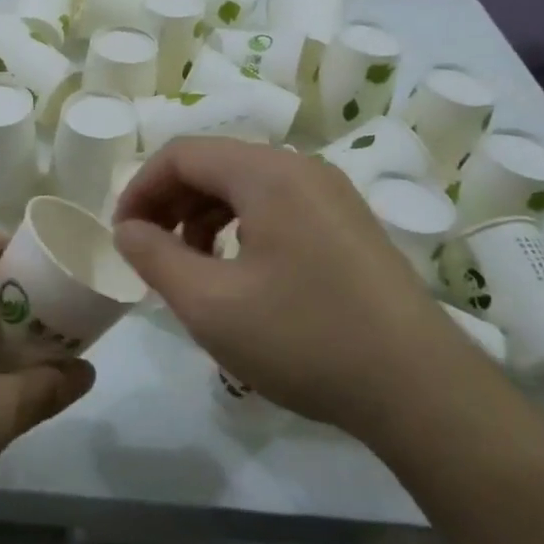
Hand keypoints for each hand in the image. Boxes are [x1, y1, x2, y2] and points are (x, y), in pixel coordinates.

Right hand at [113, 139, 452, 431]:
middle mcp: (301, 168)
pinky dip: (241, 228)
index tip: (122, 236)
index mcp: (267, 174)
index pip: (182, 154)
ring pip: (246, 186)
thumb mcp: (210, 304)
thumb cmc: (305, 339)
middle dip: (170, 203)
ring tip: (190, 267)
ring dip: (204, 216)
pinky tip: (238, 273)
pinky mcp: (348, 224)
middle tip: (149, 252)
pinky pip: (277, 206)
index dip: (140, 189)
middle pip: (215, 164)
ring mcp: (332, 195)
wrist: (420, 389)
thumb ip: (156, 258)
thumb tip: (128, 229)